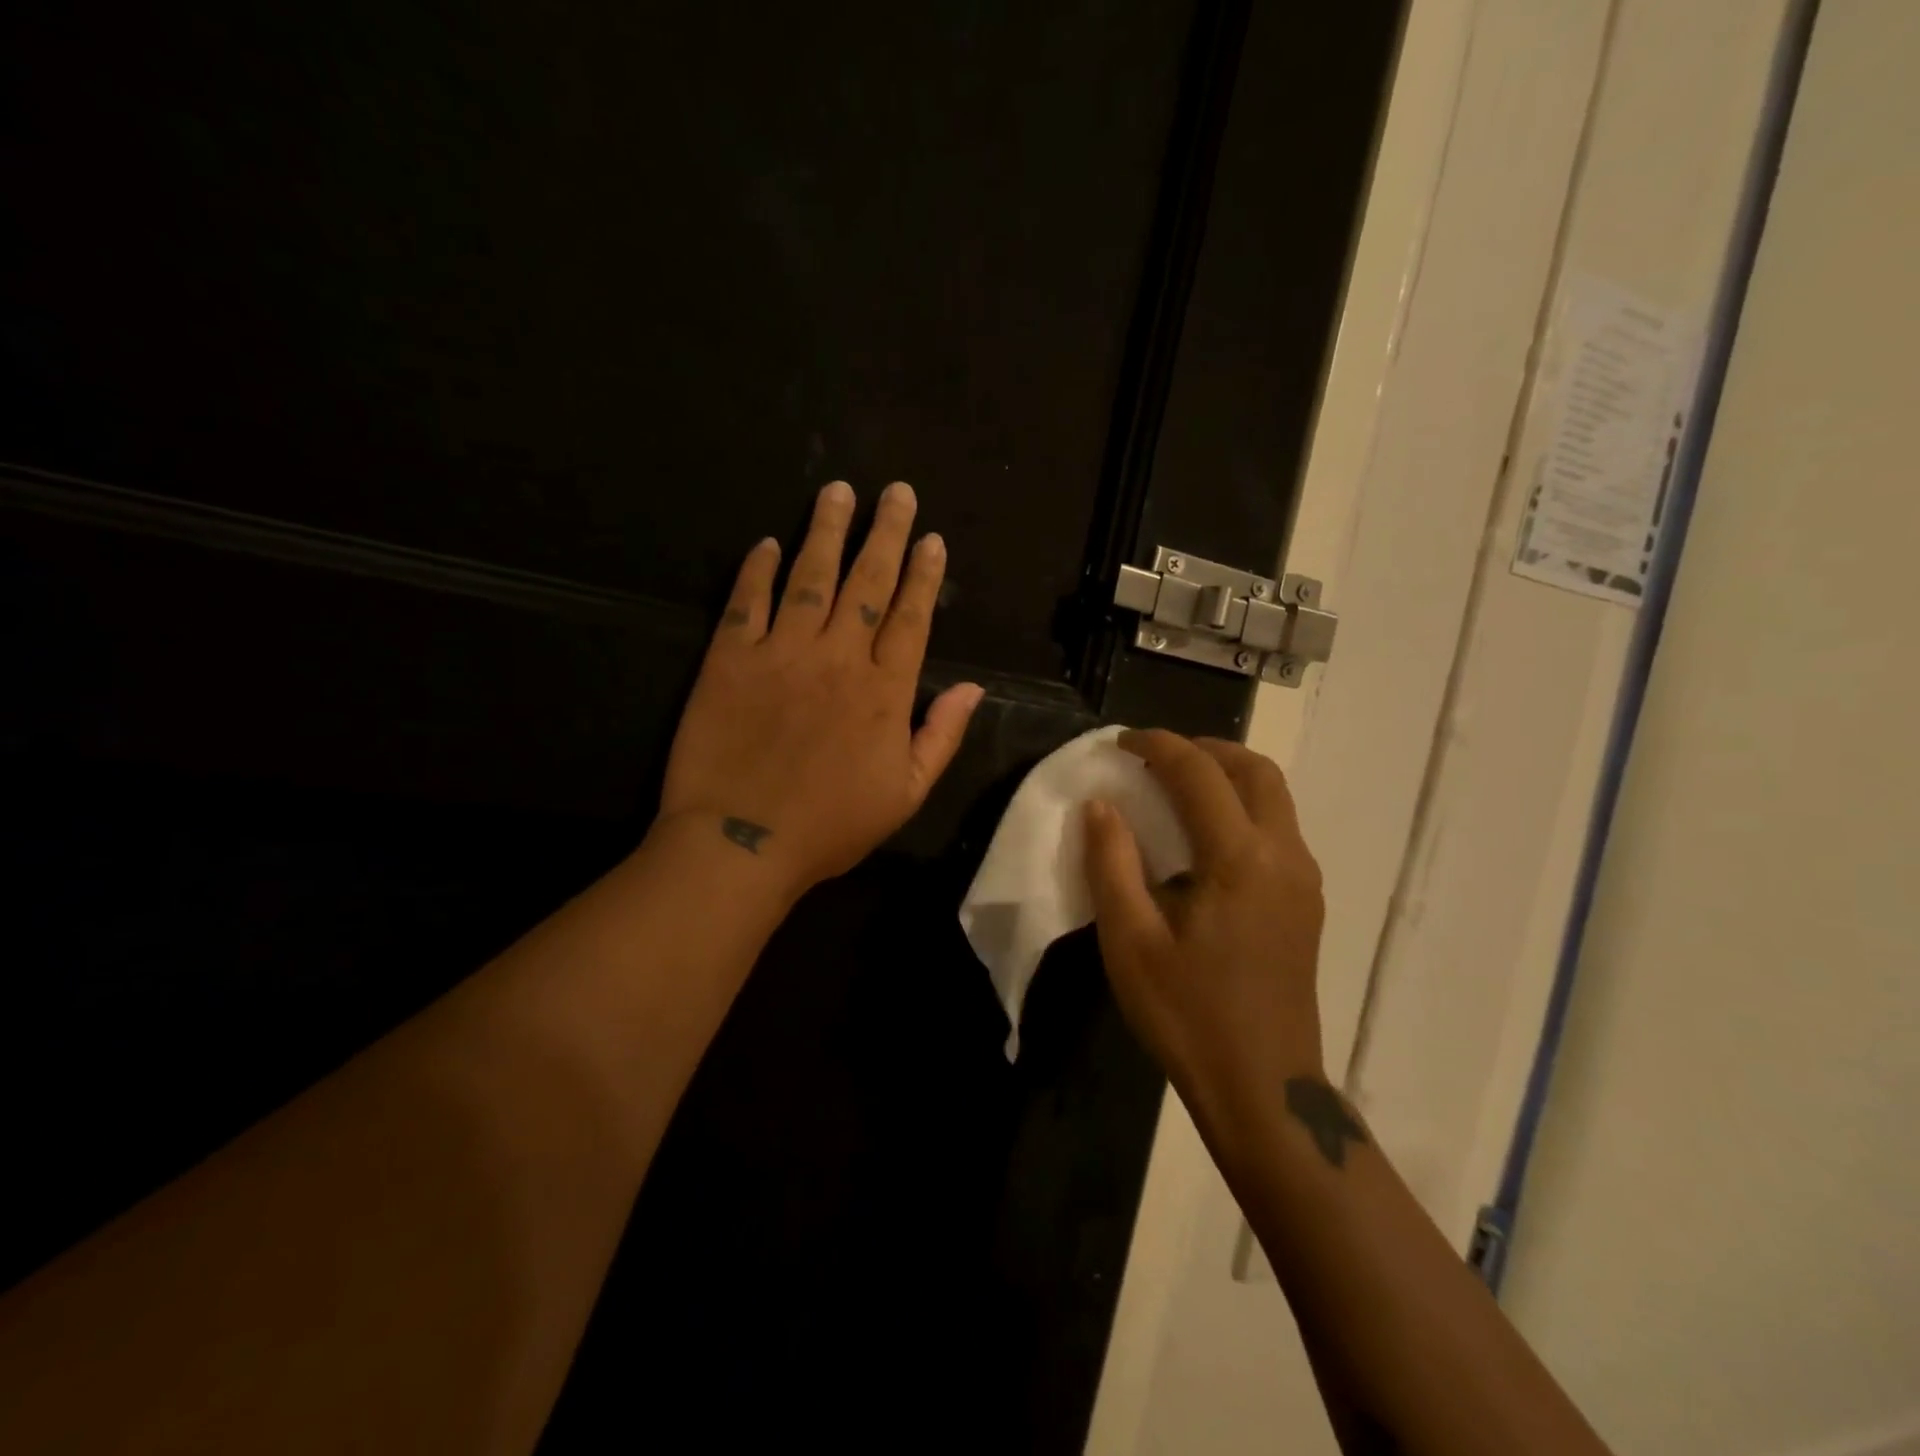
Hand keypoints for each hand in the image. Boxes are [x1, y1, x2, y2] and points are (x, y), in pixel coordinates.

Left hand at [657, 479, 983, 897]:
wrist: (741, 844)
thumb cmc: (830, 827)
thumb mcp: (906, 794)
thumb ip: (942, 736)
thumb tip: (975, 688)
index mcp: (883, 691)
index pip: (910, 617)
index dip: (923, 574)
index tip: (930, 537)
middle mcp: (837, 657)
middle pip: (866, 582)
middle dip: (884, 533)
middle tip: (894, 491)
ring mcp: (780, 652)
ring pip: (809, 577)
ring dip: (825, 531)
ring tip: (837, 491)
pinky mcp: (729, 659)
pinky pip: (746, 602)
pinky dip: (756, 569)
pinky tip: (766, 543)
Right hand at [1083, 731, 1325, 1137]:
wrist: (1263, 1087)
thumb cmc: (1187, 1014)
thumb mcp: (1130, 941)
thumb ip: (1111, 863)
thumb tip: (1100, 805)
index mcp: (1240, 859)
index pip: (1199, 772)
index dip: (1157, 745)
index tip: (1121, 742)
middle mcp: (1284, 855)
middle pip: (1255, 770)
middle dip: (1204, 749)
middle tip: (1155, 758)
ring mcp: (1303, 879)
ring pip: (1274, 796)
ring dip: (1227, 775)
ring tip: (1176, 787)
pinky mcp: (1305, 901)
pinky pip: (1278, 826)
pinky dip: (1242, 806)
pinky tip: (1204, 836)